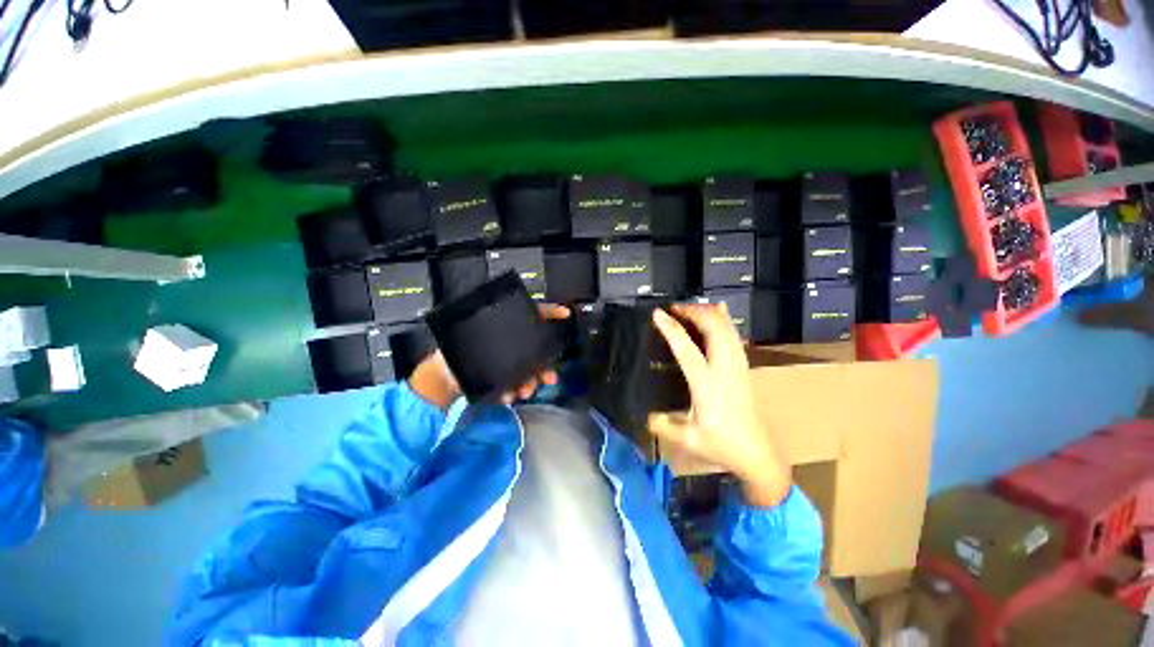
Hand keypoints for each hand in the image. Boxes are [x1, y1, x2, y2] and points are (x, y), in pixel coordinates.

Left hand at [409, 304, 570, 410]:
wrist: (443, 377)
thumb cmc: (459, 352)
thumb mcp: (478, 334)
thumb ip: (504, 328)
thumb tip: (527, 328)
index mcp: (507, 328)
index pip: (533, 314)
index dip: (550, 311)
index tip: (565, 313)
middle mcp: (511, 343)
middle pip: (537, 350)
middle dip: (546, 365)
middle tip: (550, 377)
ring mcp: (509, 361)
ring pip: (530, 370)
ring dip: (531, 382)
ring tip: (523, 391)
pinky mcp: (503, 376)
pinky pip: (516, 383)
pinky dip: (515, 390)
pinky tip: (508, 395)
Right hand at [650, 303, 790, 507]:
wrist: (758, 453)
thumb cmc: (722, 445)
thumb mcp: (687, 439)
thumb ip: (662, 425)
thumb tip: (644, 414)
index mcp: (707, 384)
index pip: (687, 349)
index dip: (672, 329)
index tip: (658, 314)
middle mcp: (724, 368)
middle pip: (713, 328)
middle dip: (693, 312)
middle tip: (672, 309)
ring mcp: (737, 365)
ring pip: (726, 327)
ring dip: (707, 313)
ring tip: (688, 308)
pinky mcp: (743, 366)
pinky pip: (734, 334)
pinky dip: (724, 318)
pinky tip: (719, 310)